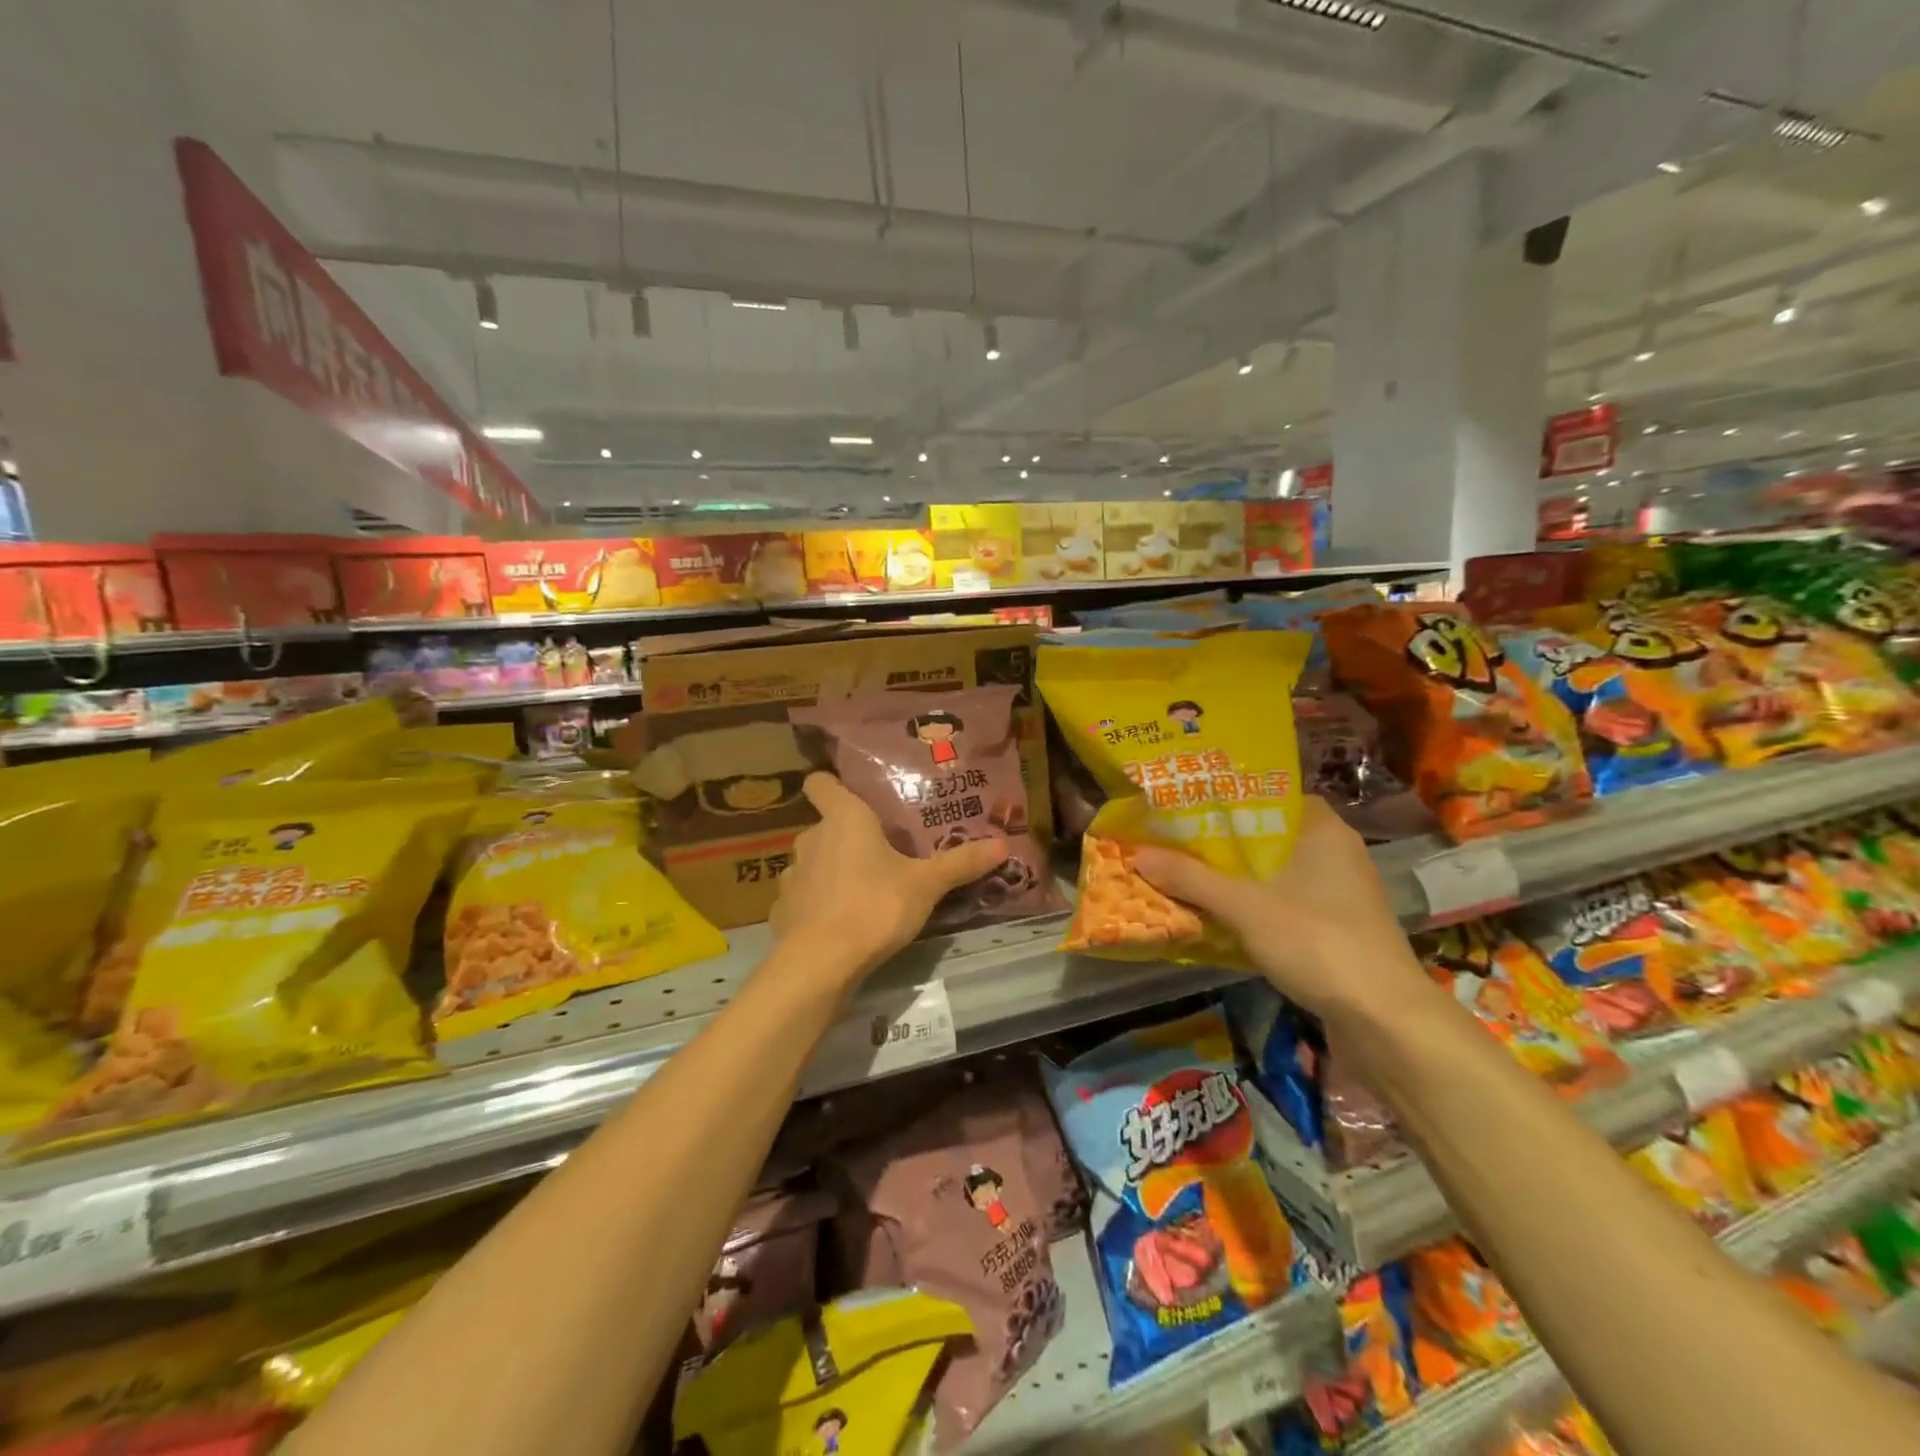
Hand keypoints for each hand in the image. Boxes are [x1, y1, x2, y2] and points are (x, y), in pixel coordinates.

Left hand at [769, 774, 1009, 981]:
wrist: (820, 963)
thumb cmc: (875, 906)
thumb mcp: (926, 885)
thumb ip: (961, 863)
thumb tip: (1003, 843)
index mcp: (844, 818)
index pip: (820, 783)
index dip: (831, 784)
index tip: (853, 795)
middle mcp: (811, 838)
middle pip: (826, 825)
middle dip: (848, 837)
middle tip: (881, 852)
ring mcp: (792, 875)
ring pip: (814, 861)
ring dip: (832, 870)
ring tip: (862, 890)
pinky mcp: (782, 910)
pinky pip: (804, 896)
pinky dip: (818, 904)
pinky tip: (839, 923)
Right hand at [1133, 796, 1430, 1026]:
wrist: (1385, 1021)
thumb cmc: (1318, 942)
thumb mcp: (1245, 906)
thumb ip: (1191, 878)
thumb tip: (1137, 853)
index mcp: (1322, 830)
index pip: (1270, 795)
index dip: (1228, 798)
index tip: (1187, 803)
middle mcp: (1335, 854)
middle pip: (1266, 836)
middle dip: (1220, 842)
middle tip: (1172, 838)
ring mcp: (1338, 894)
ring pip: (1273, 873)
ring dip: (1233, 877)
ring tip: (1183, 872)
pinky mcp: (1335, 930)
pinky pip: (1283, 903)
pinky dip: (1251, 905)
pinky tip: (1216, 914)